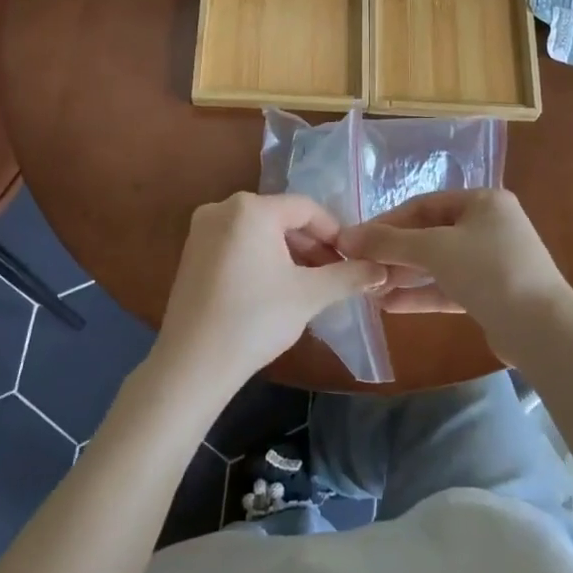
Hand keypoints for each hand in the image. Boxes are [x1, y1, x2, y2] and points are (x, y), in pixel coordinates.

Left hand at [155, 193, 385, 387]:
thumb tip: (380, 269)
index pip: (306, 208)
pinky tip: (276, 287)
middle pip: (281, 218)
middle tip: (335, 274)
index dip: (334, 232)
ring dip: (289, 253)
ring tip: (310, 284)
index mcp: (251, 208)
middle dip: (312, 245)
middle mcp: (222, 208)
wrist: (193, 364)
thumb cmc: (255, 319)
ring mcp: (202, 230)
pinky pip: (238, 244)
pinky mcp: (192, 253)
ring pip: (259, 232)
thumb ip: (348, 276)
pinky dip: (262, 258)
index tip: (353, 258)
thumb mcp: (310, 295)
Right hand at [338, 190, 572, 366]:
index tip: (355, 240)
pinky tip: (389, 305)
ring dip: (404, 275)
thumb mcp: (435, 249)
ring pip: (438, 264)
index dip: (387, 221)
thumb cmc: (489, 271)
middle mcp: (489, 227)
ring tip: (368, 288)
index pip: (424, 205)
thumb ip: (389, 242)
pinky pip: (448, 288)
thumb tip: (345, 237)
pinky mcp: (491, 295)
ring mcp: (492, 262)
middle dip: (394, 252)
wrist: (543, 329)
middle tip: (359, 267)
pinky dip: (421, 294)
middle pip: (430, 234)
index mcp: (483, 202)